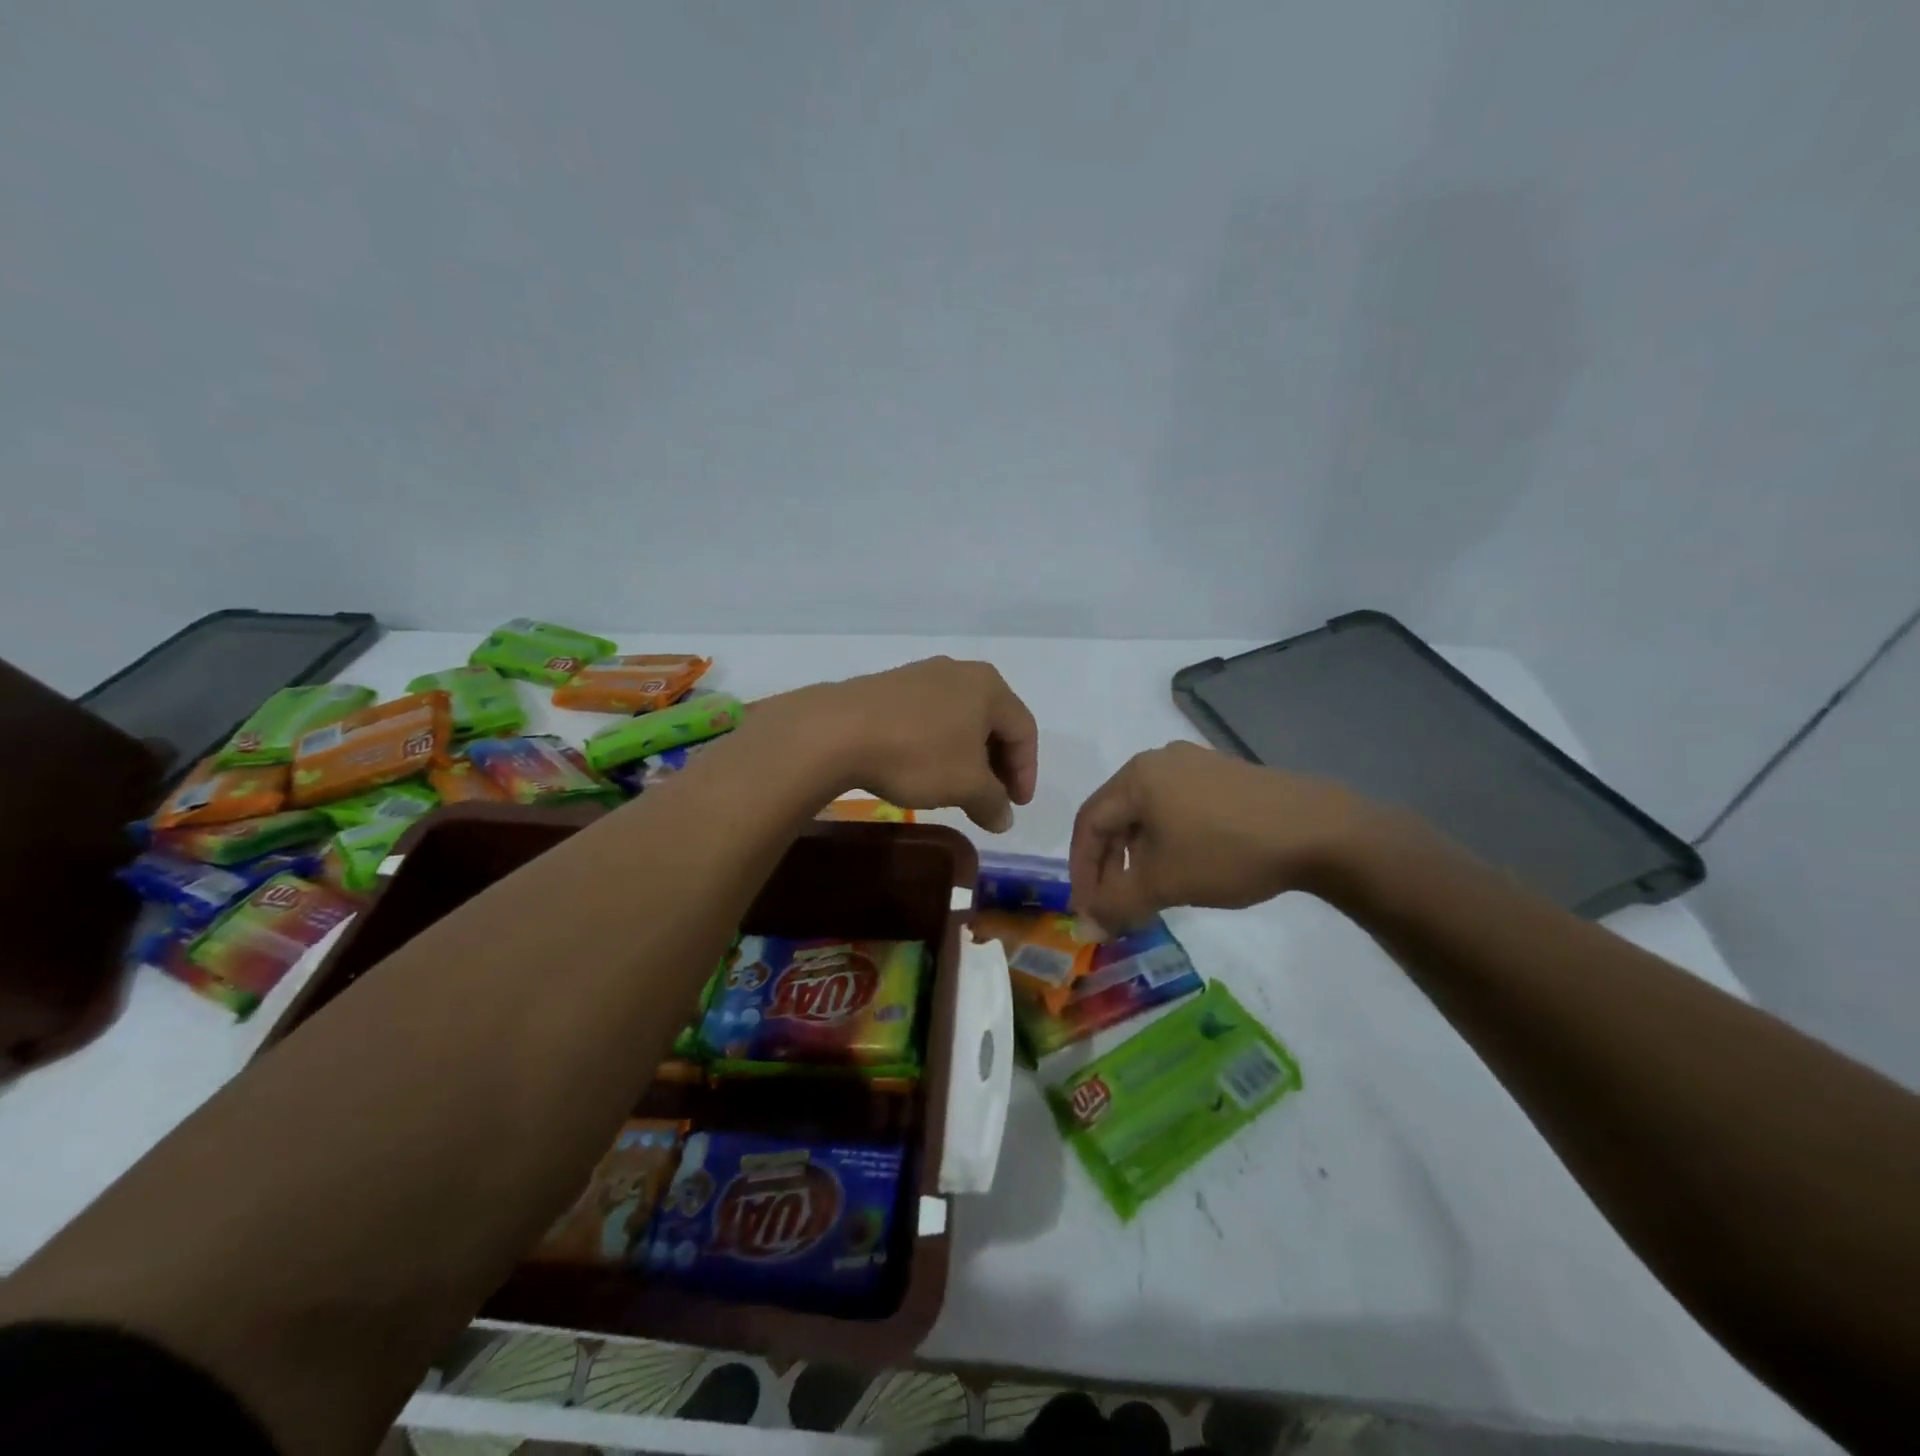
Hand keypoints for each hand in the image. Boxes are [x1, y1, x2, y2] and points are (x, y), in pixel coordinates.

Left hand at [757, 657, 1037, 832]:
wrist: (837, 731)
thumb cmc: (917, 753)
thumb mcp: (966, 785)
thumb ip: (993, 801)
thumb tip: (1003, 817)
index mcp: (989, 686)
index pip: (1024, 730)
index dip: (1026, 772)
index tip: (1015, 807)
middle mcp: (959, 672)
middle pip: (993, 722)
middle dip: (997, 765)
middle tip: (991, 799)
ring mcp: (921, 675)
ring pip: (960, 720)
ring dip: (967, 757)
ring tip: (958, 789)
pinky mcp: (890, 687)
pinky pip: (929, 718)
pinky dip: (937, 746)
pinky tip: (923, 770)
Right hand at [1069, 742, 1381, 929]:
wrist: (1318, 831)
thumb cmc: (1226, 852)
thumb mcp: (1163, 882)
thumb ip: (1117, 904)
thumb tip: (1087, 927)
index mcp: (1136, 776)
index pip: (1089, 823)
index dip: (1081, 870)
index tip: (1087, 909)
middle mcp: (1159, 760)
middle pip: (1116, 815)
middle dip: (1109, 864)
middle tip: (1115, 904)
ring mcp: (1195, 764)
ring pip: (1147, 813)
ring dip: (1137, 855)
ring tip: (1148, 890)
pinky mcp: (1224, 776)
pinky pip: (1177, 807)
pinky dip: (1167, 840)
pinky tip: (1183, 867)